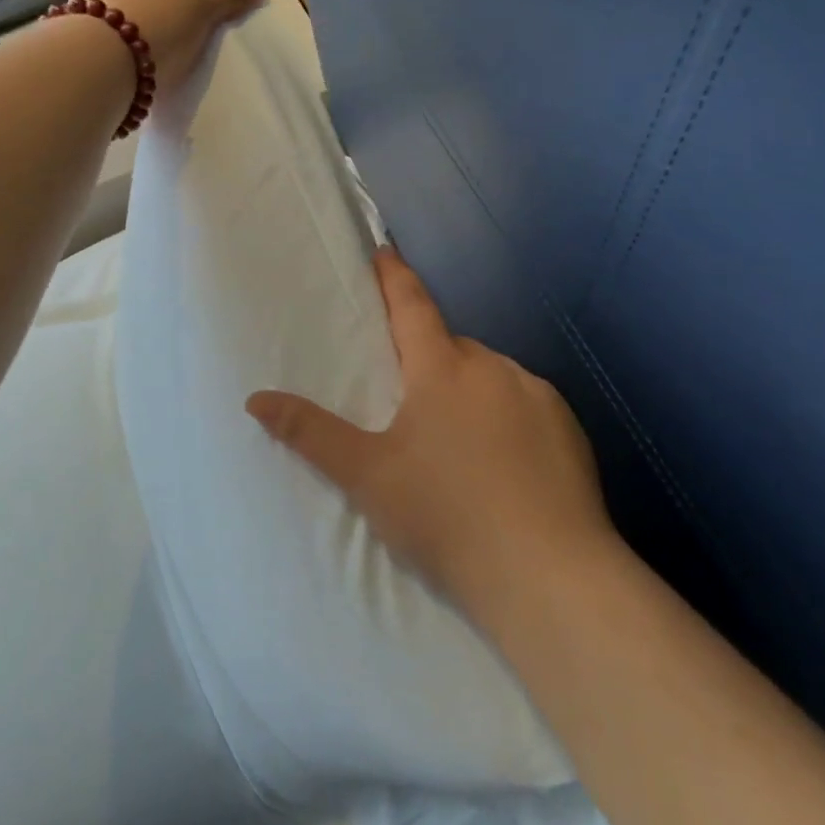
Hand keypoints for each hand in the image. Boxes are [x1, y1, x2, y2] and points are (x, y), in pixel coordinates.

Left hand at [68, 0, 265, 95]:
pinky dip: (143, 44)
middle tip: (209, 27)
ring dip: (163, 25)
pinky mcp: (83, 37)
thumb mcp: (199, 3)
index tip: (229, 2)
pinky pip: (124, 36)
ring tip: (183, 49)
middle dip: (186, 3)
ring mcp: (89, 3)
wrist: (96, 67)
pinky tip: (155, 61)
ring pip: (140, 9)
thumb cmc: (154, 20)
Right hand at [247, 248, 618, 629]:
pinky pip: (526, 406)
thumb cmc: (446, 516)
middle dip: (430, 360)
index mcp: (442, 370)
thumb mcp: (368, 477)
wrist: (547, 575)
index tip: (385, 249)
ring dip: (470, 392)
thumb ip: (311, 433)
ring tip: (458, 445)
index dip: (395, 276)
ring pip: (491, 377)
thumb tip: (255, 397)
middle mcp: (493, 368)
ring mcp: (538, 396)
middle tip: (412, 402)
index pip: (412, 306)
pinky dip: (508, 418)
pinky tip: (504, 465)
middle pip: (452, 348)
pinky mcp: (569, 428)